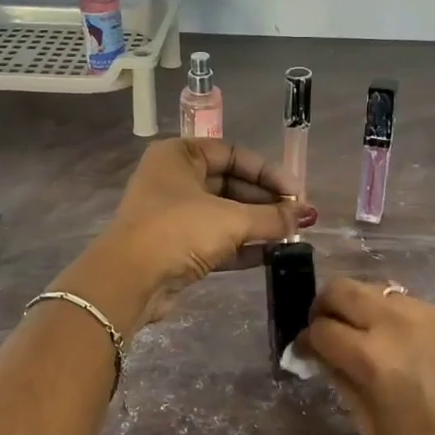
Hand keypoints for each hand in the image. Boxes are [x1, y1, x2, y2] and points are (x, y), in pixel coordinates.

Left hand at [56, 139, 315, 333]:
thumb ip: (272, 216)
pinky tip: (273, 253)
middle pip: (231, 184)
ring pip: (225, 214)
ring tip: (292, 235)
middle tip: (299, 217)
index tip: (297, 193)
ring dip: (258, 225)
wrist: (130, 280)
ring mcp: (174, 215)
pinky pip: (217, 240)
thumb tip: (304, 216)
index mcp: (180, 156)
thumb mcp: (231, 219)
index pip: (233, 154)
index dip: (268, 172)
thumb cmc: (178, 230)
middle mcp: (174, 179)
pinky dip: (243, 246)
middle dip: (266, 202)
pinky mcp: (176, 247)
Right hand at [297, 278, 434, 434]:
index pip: (320, 329)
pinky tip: (401, 343)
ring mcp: (425, 313)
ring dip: (358, 307)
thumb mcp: (375, 430)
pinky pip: (406, 303)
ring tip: (364, 336)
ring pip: (374, 290)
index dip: (304, 341)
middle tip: (326, 332)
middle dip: (323, 307)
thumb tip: (323, 359)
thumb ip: (344, 385)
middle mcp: (394, 322)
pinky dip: (390, 315)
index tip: (303, 354)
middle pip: (341, 289)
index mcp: (371, 356)